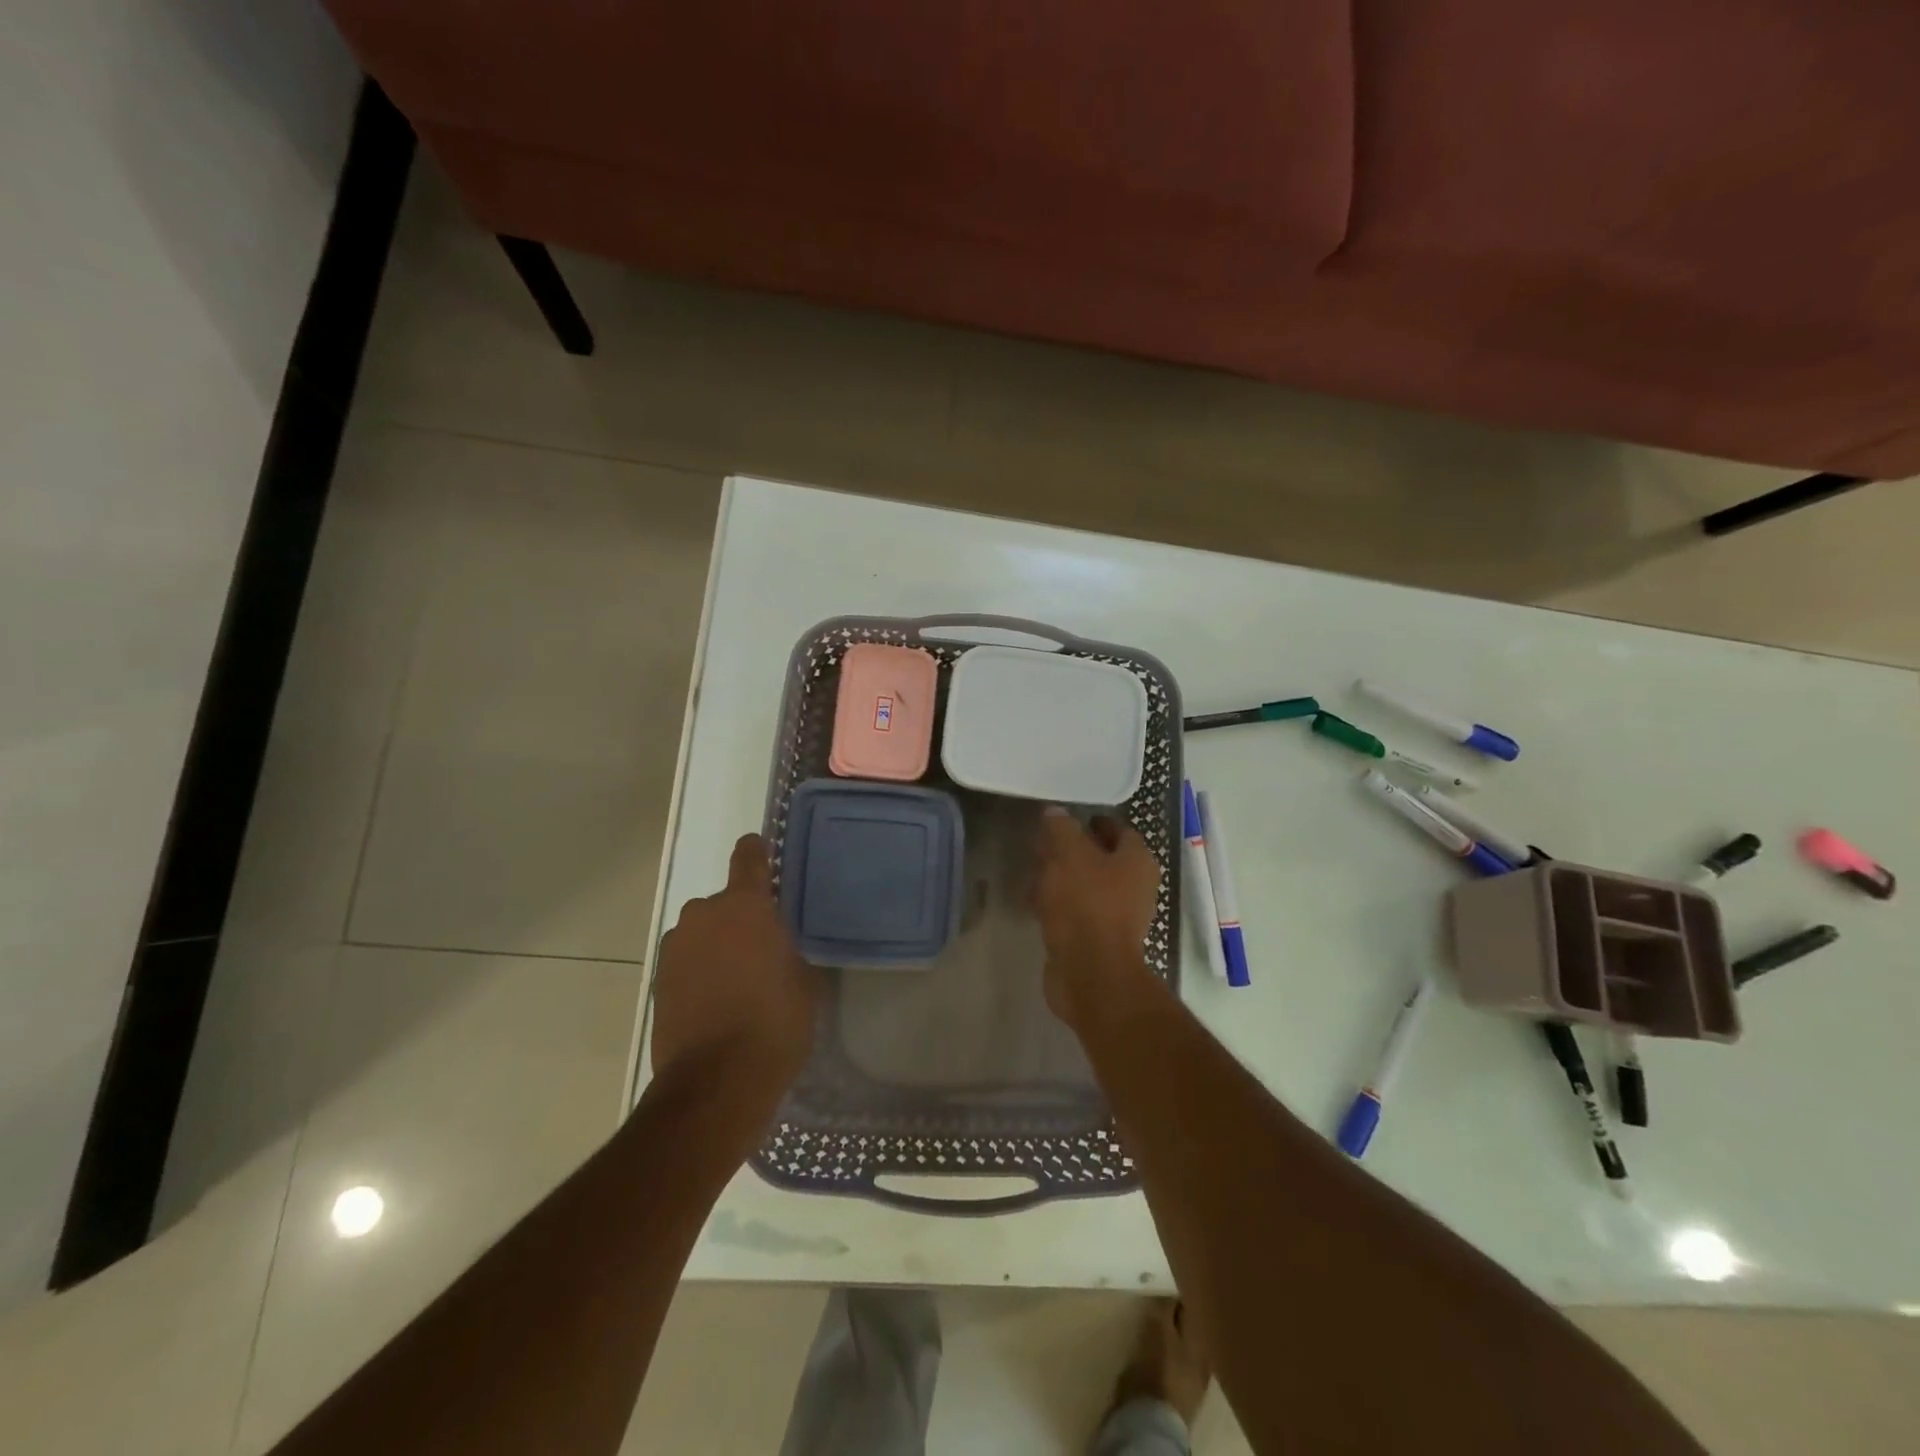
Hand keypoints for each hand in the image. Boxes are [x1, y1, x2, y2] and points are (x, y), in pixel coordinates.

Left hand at [652, 834, 821, 1105]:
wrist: (716, 1082)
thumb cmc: (774, 1023)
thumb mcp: (804, 981)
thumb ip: (788, 950)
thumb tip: (778, 948)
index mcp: (745, 906)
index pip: (749, 858)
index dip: (756, 852)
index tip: (761, 851)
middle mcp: (704, 915)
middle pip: (724, 903)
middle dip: (739, 918)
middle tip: (761, 948)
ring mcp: (675, 948)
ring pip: (702, 933)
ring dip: (716, 945)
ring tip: (737, 980)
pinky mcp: (658, 982)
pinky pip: (686, 962)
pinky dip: (699, 971)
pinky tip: (716, 1001)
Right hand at [1034, 808, 1162, 1029]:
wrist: (1091, 973)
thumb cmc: (1086, 905)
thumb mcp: (1069, 855)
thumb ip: (1061, 830)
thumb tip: (1055, 812)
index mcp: (1137, 861)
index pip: (1118, 829)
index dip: (1092, 822)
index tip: (1064, 820)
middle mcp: (1135, 886)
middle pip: (1102, 858)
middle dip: (1072, 851)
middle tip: (1043, 844)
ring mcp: (1118, 916)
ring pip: (1087, 886)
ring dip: (1062, 879)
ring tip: (1033, 872)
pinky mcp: (1098, 940)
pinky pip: (1077, 913)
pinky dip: (1058, 906)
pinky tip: (1034, 904)